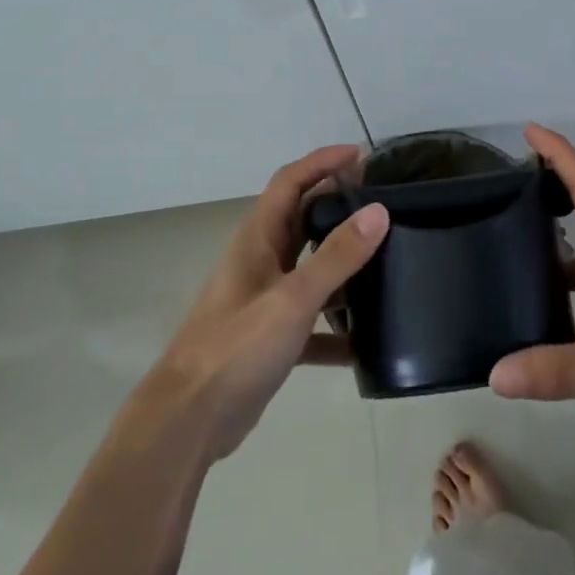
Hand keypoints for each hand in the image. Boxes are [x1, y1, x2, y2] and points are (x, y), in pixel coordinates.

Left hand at [140, 146, 387, 463]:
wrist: (189, 420)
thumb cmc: (237, 347)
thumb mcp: (293, 298)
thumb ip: (337, 256)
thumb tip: (378, 212)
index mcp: (258, 238)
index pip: (290, 181)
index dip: (322, 161)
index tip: (361, 154)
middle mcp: (261, 261)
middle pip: (301, 218)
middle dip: (337, 203)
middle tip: (380, 202)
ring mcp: (265, 300)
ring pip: (309, 268)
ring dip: (341, 263)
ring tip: (386, 260)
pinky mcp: (271, 338)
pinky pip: (312, 321)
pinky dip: (337, 327)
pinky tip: (367, 343)